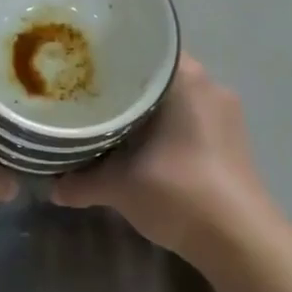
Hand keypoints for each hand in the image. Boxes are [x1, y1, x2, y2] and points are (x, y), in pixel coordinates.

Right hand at [51, 54, 271, 264]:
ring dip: (143, 110)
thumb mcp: (119, 186)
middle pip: (156, 76)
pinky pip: (187, 120)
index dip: (111, 55)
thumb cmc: (180, 193)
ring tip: (105, 119)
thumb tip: (51, 187)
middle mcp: (209, 87)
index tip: (82, 65)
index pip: (144, 48)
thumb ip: (81, 182)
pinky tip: (136, 146)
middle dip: (123, 85)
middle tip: (85, 93)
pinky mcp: (228, 142)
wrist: (240, 242)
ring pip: (172, 100)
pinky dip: (162, 128)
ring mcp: (224, 115)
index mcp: (186, 80)